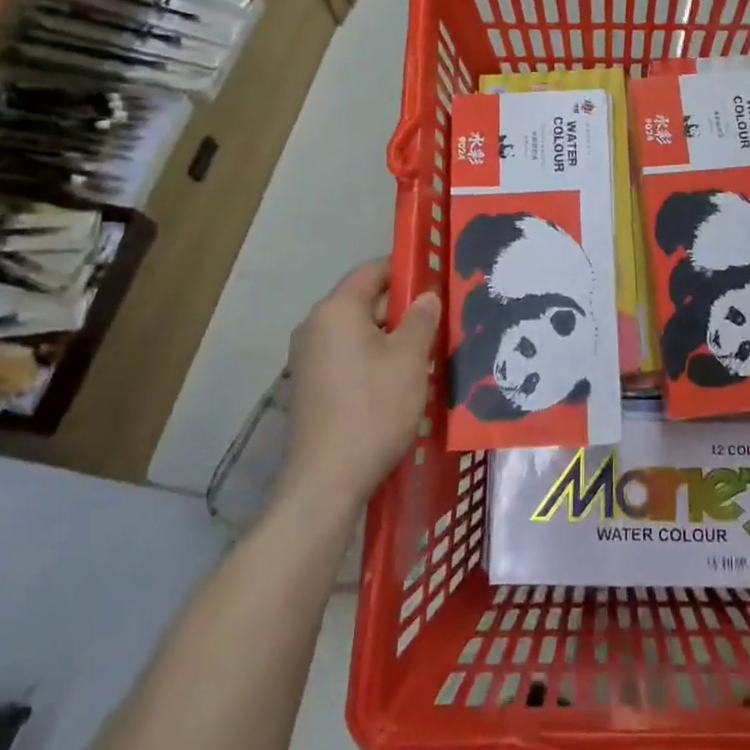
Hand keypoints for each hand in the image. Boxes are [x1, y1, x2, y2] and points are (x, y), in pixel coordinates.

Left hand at [283, 259, 441, 511]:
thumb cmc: (374, 407)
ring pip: (359, 331)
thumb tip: (426, 297)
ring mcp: (309, 357)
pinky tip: (401, 377)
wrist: (327, 479)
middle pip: (365, 300)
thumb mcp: (410, 359)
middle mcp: (315, 325)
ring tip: (427, 349)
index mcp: (336, 309)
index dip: (406, 269)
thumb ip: (421, 319)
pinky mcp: (311, 385)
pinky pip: (348, 355)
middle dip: (403, 307)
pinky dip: (374, 357)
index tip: (437, 277)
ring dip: (391, 335)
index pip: (373, 270)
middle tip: (441, 318)